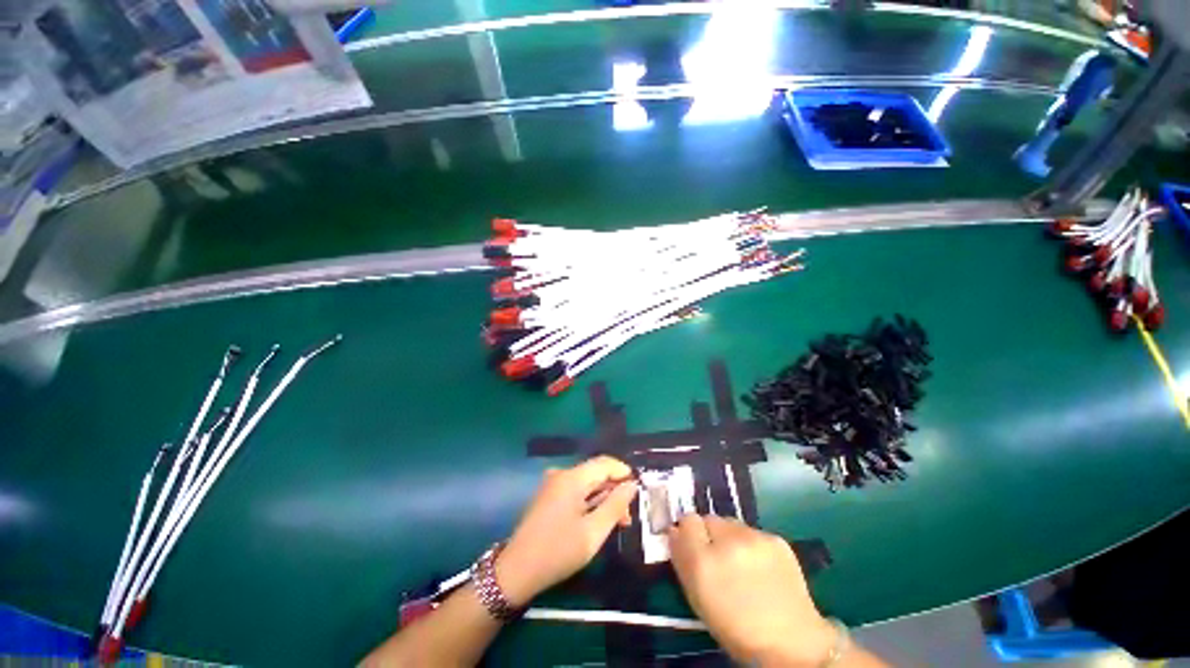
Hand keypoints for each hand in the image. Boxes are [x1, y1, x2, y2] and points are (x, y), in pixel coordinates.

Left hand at [496, 456, 637, 605]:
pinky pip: (575, 491)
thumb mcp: (593, 532)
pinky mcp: (548, 496)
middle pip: (595, 473)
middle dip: (614, 489)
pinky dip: (589, 501)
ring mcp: (552, 485)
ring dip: (603, 498)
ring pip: (586, 483)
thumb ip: (615, 505)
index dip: (623, 472)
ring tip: (617, 522)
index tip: (638, 489)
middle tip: (627, 516)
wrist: (516, 571)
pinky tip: (596, 520)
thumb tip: (632, 484)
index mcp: (572, 478)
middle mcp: (561, 474)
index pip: (604, 463)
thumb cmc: (558, 551)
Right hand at [669, 515, 835, 666]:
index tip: (691, 545)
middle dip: (708, 534)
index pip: (687, 520)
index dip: (688, 532)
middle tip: (717, 557)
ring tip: (741, 562)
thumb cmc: (735, 628)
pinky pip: (752, 531)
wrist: (791, 642)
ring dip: (729, 536)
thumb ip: (682, 561)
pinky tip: (761, 566)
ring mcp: (754, 537)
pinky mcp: (776, 538)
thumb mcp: (697, 599)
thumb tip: (674, 533)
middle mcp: (727, 541)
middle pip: (708, 518)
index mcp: (703, 561)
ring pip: (730, 523)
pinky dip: (751, 544)